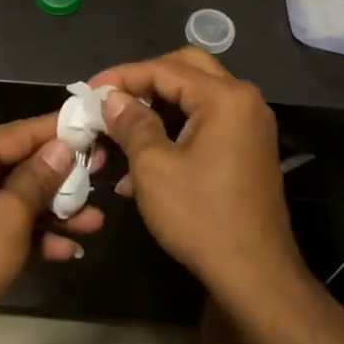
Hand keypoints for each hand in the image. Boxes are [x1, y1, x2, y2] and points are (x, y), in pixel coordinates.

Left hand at [0, 116, 105, 343]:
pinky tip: (70, 249)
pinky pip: (7, 224)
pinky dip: (35, 235)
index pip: (18, 133)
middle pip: (20, 166)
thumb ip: (39, 178)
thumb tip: (63, 147)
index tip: (94, 126)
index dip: (58, 131)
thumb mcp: (10, 216)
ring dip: (55, 211)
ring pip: (17, 198)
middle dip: (62, 178)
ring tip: (96, 221)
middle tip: (103, 172)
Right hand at [91, 50, 299, 298]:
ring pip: (195, 97)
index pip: (164, 69)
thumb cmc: (200, 216)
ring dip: (158, 108)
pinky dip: (175, 130)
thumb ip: (131, 123)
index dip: (122, 77)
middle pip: (186, 70)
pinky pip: (207, 123)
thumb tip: (112, 98)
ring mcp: (250, 126)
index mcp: (224, 98)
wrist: (255, 274)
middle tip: (111, 98)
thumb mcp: (153, 167)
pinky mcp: (248, 149)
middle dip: (145, 82)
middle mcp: (244, 101)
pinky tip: (143, 159)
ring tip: (121, 129)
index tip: (88, 91)